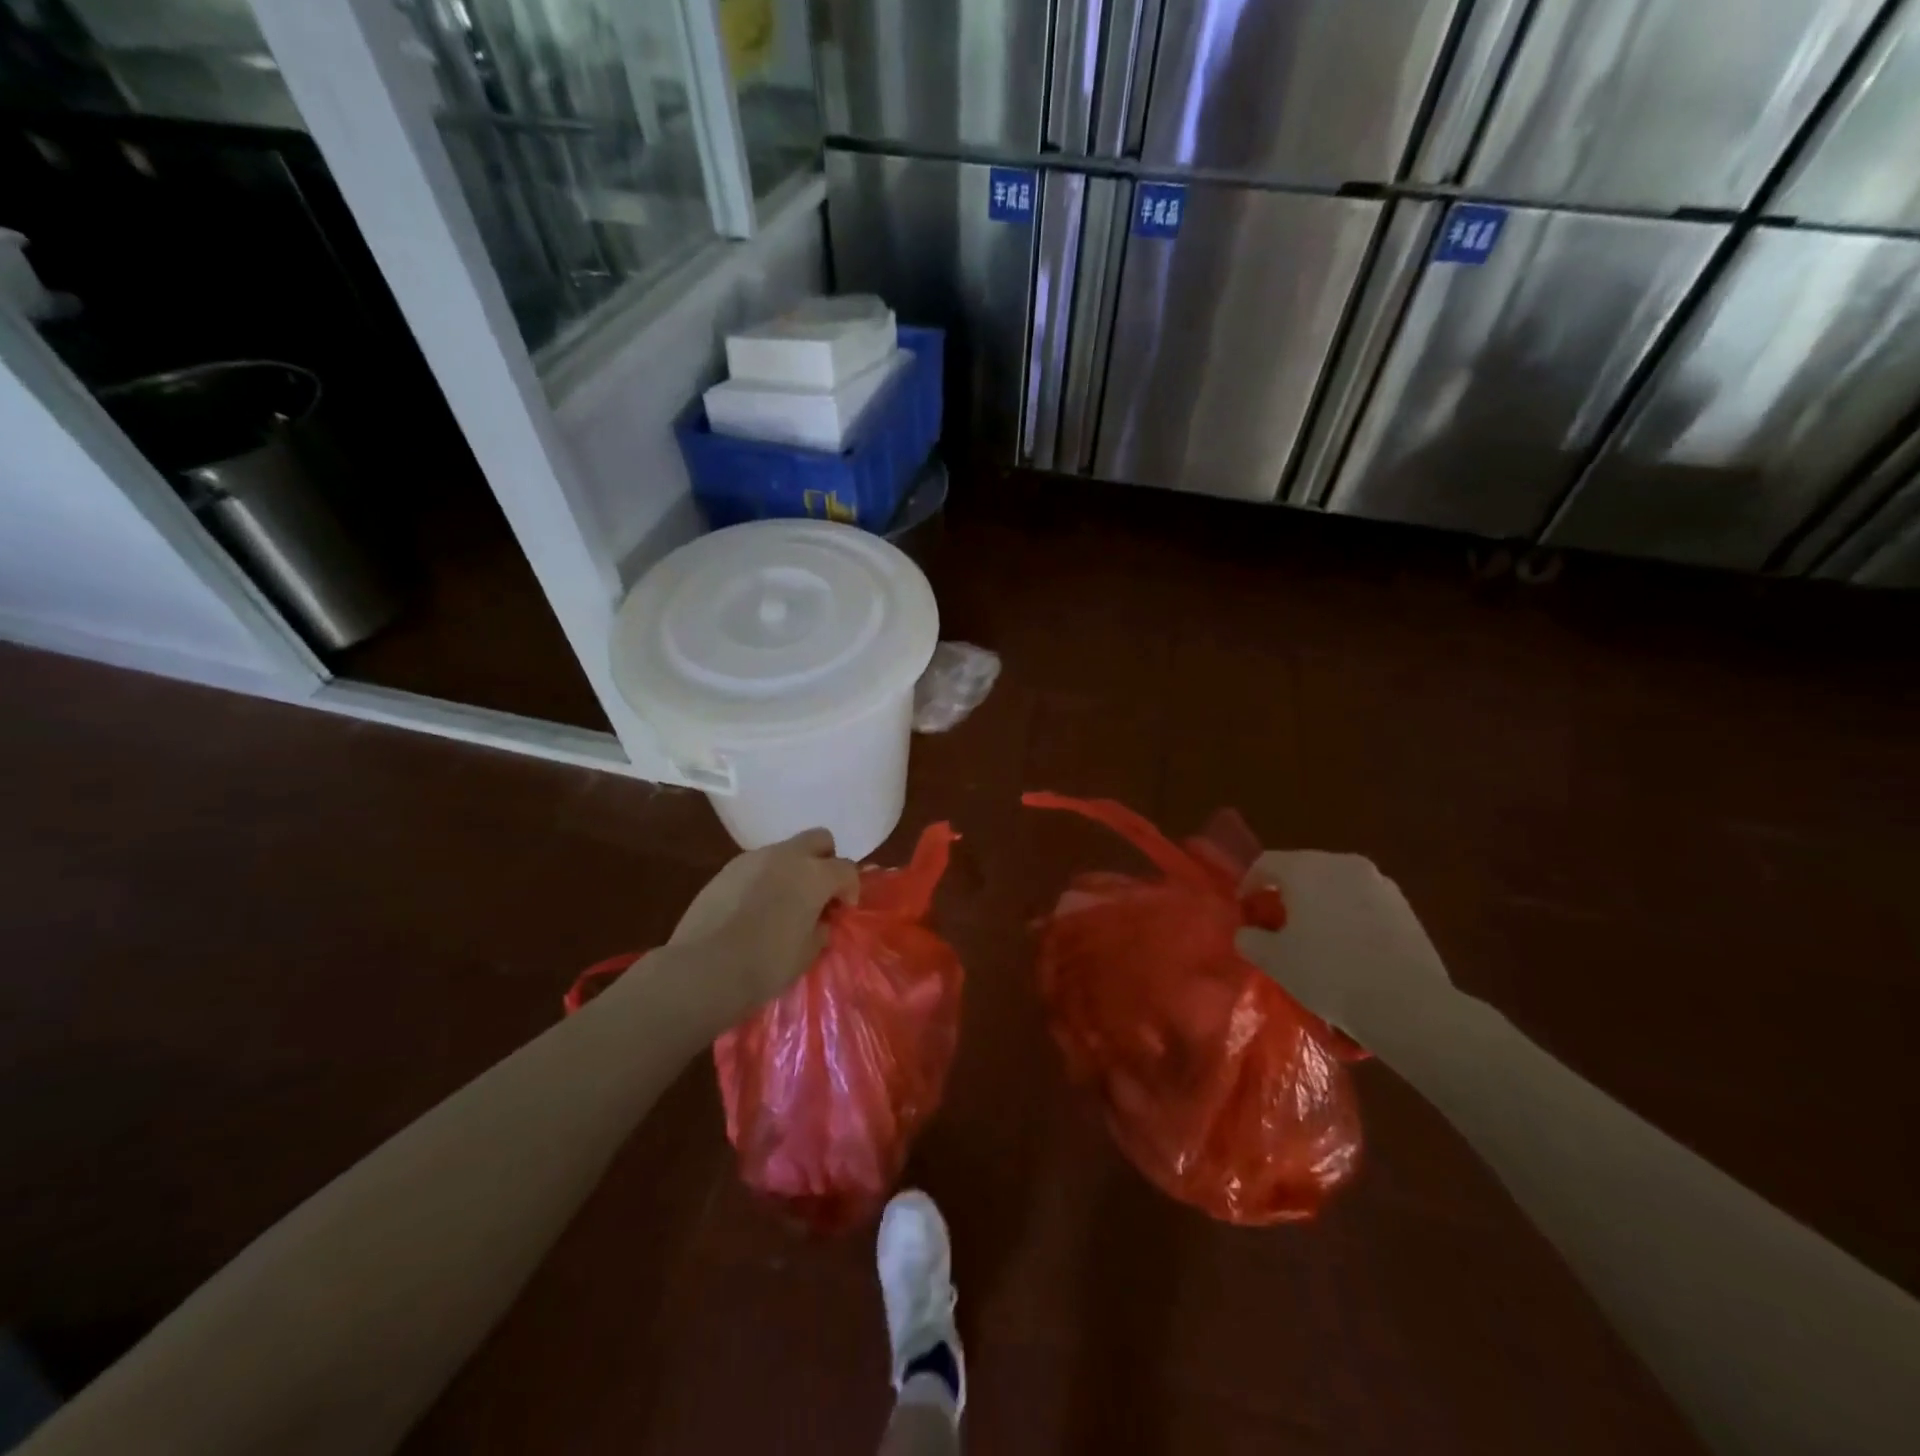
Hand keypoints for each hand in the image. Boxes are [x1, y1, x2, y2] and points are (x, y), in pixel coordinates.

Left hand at [666, 828, 859, 1022]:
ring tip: (783, 903)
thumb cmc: (765, 964)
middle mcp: (787, 856)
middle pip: (819, 839)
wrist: (703, 968)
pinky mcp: (727, 869)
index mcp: (814, 875)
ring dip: (793, 869)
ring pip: (785, 850)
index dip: (850, 889)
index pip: (846, 869)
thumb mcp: (807, 953)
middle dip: (825, 861)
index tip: (841, 912)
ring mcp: (753, 858)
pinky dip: (765, 878)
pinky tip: (754, 908)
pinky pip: (757, 865)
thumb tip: (820, 920)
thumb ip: (821, 929)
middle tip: (819, 893)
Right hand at [1234, 851, 1452, 1038]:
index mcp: (1306, 868)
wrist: (1407, 1004)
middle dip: (1286, 892)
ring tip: (1314, 938)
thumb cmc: (1328, 973)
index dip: (1249, 884)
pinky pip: (1363, 902)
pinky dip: (1348, 915)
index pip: (1266, 863)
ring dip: (1320, 903)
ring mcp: (1379, 883)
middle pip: (1303, 869)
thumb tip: (1248, 932)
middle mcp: (1342, 864)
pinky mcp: (1405, 906)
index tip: (1245, 910)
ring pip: (1336, 885)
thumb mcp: (1274, 960)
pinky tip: (1349, 949)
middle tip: (1276, 923)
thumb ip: (1250, 939)